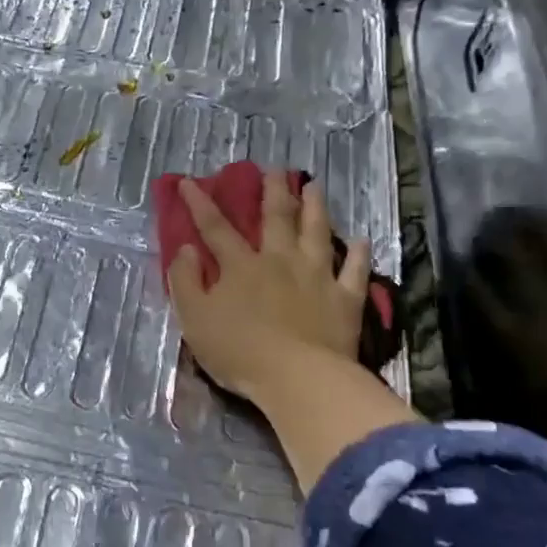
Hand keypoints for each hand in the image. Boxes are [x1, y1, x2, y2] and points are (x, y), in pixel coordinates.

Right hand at [167, 170, 371, 403]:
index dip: (200, 204)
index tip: (189, 181)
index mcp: (241, 266)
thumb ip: (184, 281)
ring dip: (315, 207)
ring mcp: (317, 277)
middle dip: (272, 191)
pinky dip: (358, 254)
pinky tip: (361, 240)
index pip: (215, 228)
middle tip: (275, 169)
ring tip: (315, 186)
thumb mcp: (195, 319)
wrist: (298, 378)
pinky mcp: (344, 299)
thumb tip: (185, 249)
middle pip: (276, 218)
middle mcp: (280, 261)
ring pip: (317, 233)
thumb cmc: (239, 351)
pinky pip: (355, 271)